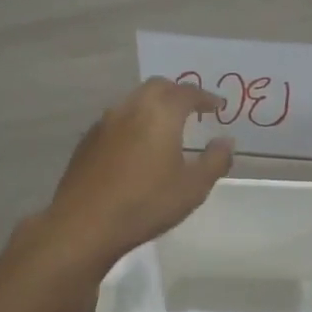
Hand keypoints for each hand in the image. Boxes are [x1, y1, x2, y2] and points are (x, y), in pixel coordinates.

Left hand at [39, 78, 234, 269]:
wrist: (85, 224)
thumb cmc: (146, 203)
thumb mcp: (193, 187)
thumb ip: (215, 160)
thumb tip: (226, 142)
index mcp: (160, 112)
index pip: (187, 92)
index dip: (206, 97)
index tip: (218, 106)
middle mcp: (131, 108)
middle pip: (157, 87)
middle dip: (177, 93)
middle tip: (192, 109)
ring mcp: (104, 123)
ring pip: (133, 101)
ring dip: (152, 106)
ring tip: (165, 126)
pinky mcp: (87, 141)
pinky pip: (117, 120)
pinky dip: (133, 123)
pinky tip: (136, 147)